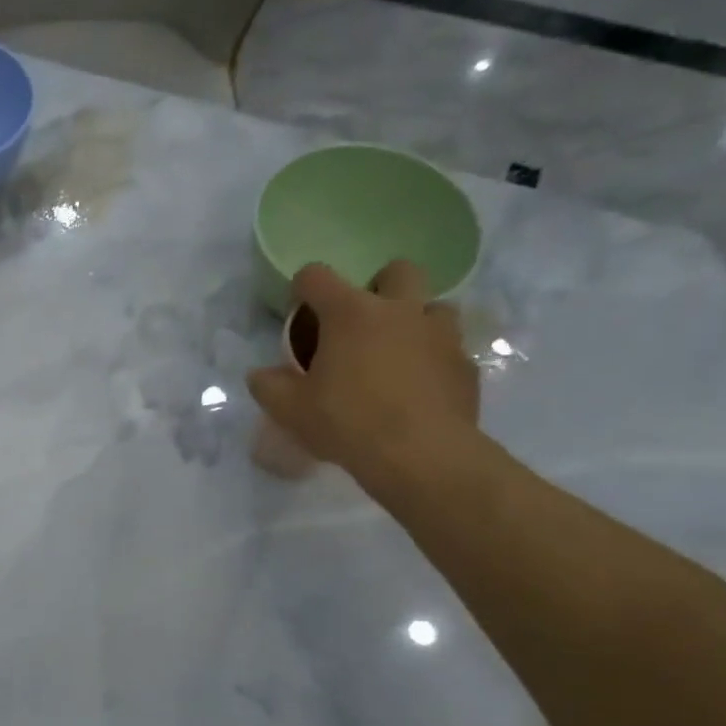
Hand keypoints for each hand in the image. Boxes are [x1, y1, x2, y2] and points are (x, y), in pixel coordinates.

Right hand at [247, 261, 478, 489]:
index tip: (298, 310)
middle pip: (396, 270)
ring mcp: (440, 334)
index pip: (317, 277)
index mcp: (351, 314)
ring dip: (414, 321)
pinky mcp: (465, 364)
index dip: (302, 287)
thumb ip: (268, 386)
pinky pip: (449, 349)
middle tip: (362, 323)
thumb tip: (260, 375)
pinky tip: (417, 390)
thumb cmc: (346, 423)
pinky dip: (432, 360)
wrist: (420, 455)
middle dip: (378, 287)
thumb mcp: (290, 410)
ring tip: (396, 355)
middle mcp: (400, 310)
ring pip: (433, 306)